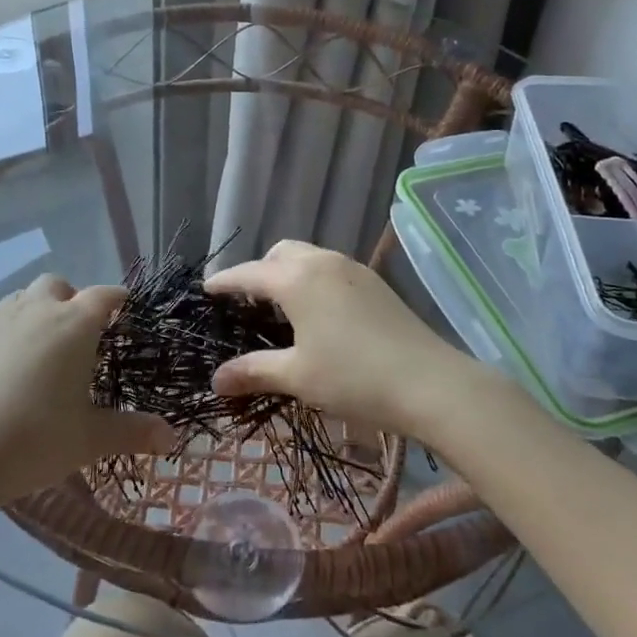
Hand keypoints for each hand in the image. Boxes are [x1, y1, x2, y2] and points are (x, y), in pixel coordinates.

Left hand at [0, 274, 175, 504]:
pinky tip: (12, 364)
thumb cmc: (34, 439)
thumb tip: (172, 437)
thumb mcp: (90, 439)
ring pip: (26, 297)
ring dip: (41, 309)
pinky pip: (0, 317)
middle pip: (61, 286)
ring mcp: (0, 320)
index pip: (105, 295)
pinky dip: (13, 327)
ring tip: (46, 346)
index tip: (127, 313)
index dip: (119, 300)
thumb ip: (133, 432)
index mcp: (75, 324)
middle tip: (83, 336)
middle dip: (74, 300)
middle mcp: (38, 309)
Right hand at [203, 240, 483, 439]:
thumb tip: (216, 379)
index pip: (249, 274)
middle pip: (280, 253)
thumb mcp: (298, 377)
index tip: (207, 289)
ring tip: (283, 308)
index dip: (225, 282)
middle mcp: (323, 262)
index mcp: (297, 279)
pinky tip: (319, 313)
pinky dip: (313, 279)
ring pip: (309, 257)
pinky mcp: (375, 282)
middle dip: (259, 271)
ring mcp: (353, 268)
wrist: (430, 382)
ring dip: (288, 273)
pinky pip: (331, 268)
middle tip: (248, 303)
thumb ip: (254, 371)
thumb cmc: (354, 378)